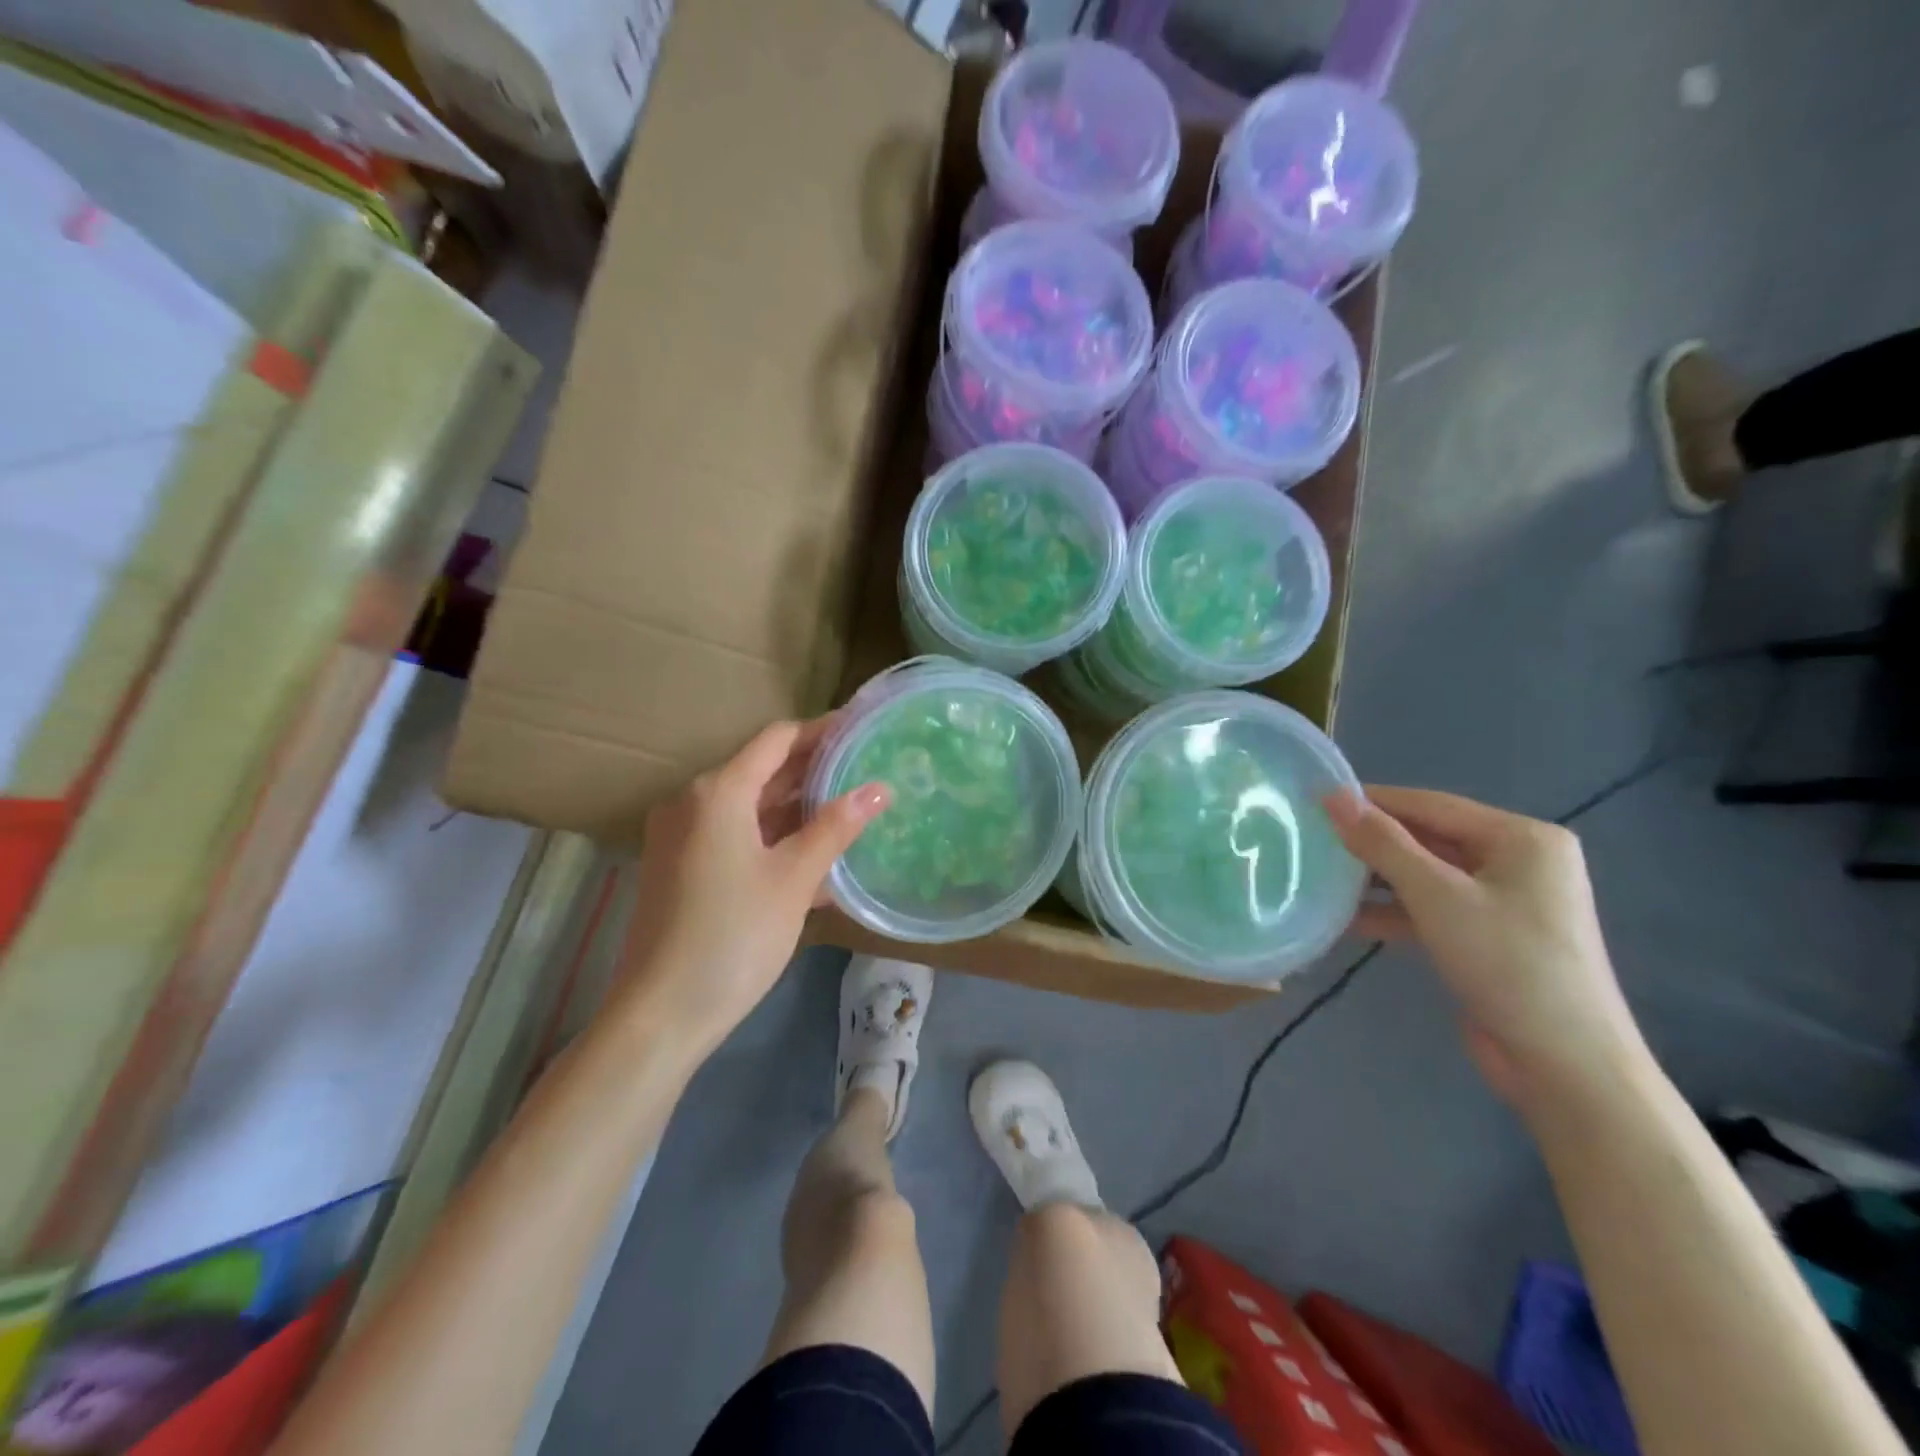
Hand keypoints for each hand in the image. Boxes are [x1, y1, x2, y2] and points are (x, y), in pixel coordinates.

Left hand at [618, 718, 888, 1049]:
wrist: (661, 1014)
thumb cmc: (733, 936)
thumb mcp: (794, 879)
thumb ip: (836, 827)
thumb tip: (879, 788)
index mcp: (717, 792)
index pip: (777, 740)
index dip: (822, 732)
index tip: (862, 730)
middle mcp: (693, 802)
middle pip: (761, 770)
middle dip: (813, 771)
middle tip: (866, 769)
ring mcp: (682, 836)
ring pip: (749, 806)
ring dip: (796, 808)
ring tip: (850, 808)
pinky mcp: (681, 867)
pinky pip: (735, 835)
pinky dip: (772, 838)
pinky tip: (814, 854)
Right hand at [1325, 787, 1648, 1105]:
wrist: (1566, 1067)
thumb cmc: (1507, 964)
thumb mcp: (1437, 897)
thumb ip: (1383, 844)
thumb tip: (1332, 798)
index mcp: (1522, 838)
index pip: (1431, 804)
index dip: (1372, 800)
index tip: (1315, 800)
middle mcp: (1518, 861)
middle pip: (1430, 838)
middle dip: (1373, 842)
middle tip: (1312, 838)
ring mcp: (1506, 901)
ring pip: (1427, 875)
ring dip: (1378, 879)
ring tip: (1321, 876)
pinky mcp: (1490, 936)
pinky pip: (1433, 908)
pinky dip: (1395, 911)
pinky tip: (1349, 919)